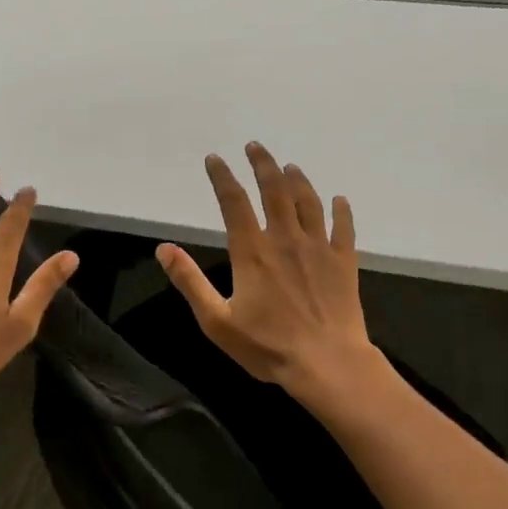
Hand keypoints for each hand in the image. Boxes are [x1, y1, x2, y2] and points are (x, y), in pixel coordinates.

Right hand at [157, 142, 379, 398]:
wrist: (327, 362)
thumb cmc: (268, 346)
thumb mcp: (216, 320)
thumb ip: (190, 282)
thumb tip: (164, 249)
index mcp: (252, 251)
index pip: (234, 202)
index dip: (222, 177)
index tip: (215, 158)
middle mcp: (285, 239)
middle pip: (274, 190)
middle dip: (263, 164)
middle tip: (255, 146)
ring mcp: (318, 248)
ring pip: (308, 201)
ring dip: (298, 179)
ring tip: (290, 166)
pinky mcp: (343, 261)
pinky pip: (343, 227)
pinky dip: (341, 210)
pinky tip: (339, 200)